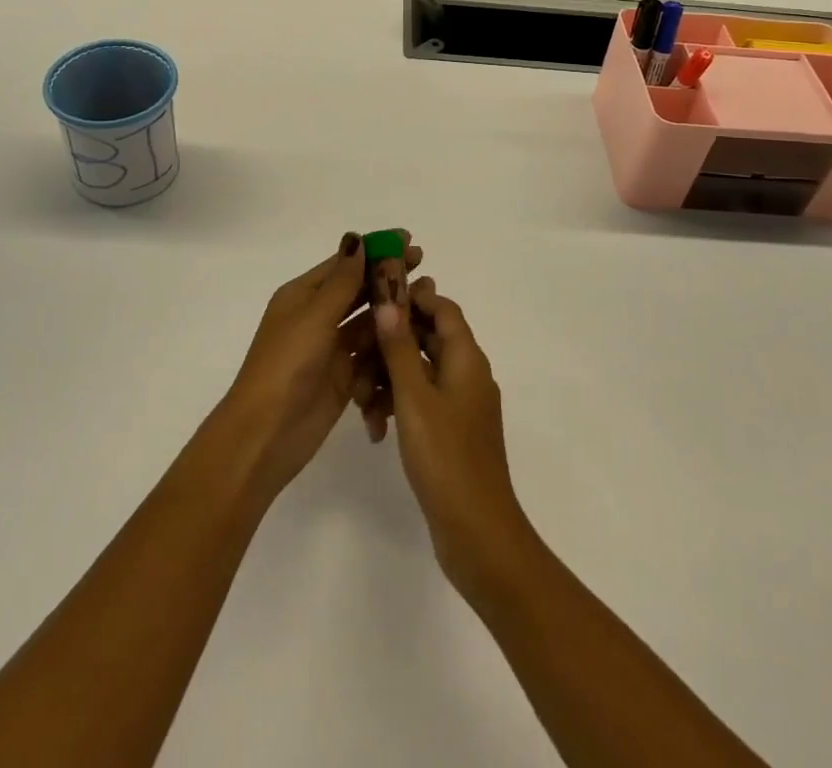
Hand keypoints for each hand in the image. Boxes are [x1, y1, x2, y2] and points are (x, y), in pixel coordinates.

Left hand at [220, 232, 422, 499]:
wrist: (266, 434)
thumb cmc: (286, 365)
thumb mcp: (314, 316)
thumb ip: (341, 281)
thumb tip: (357, 238)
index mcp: (302, 295)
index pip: (344, 264)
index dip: (374, 250)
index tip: (407, 239)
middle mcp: (316, 317)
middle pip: (358, 290)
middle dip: (388, 278)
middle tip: (423, 264)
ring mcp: (330, 348)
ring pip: (368, 321)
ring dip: (392, 310)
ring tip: (426, 297)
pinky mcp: (343, 377)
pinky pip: (371, 353)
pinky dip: (388, 344)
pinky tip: (414, 335)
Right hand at [370, 278, 532, 595]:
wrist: (477, 532)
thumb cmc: (446, 458)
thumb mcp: (415, 398)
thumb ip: (400, 348)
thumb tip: (390, 301)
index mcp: (466, 358)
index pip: (443, 308)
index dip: (413, 299)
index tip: (375, 302)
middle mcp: (467, 373)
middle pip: (427, 338)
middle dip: (389, 344)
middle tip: (354, 355)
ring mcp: (460, 404)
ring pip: (418, 372)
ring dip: (387, 378)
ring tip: (360, 403)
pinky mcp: (450, 430)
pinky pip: (420, 401)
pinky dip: (397, 406)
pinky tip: (373, 429)